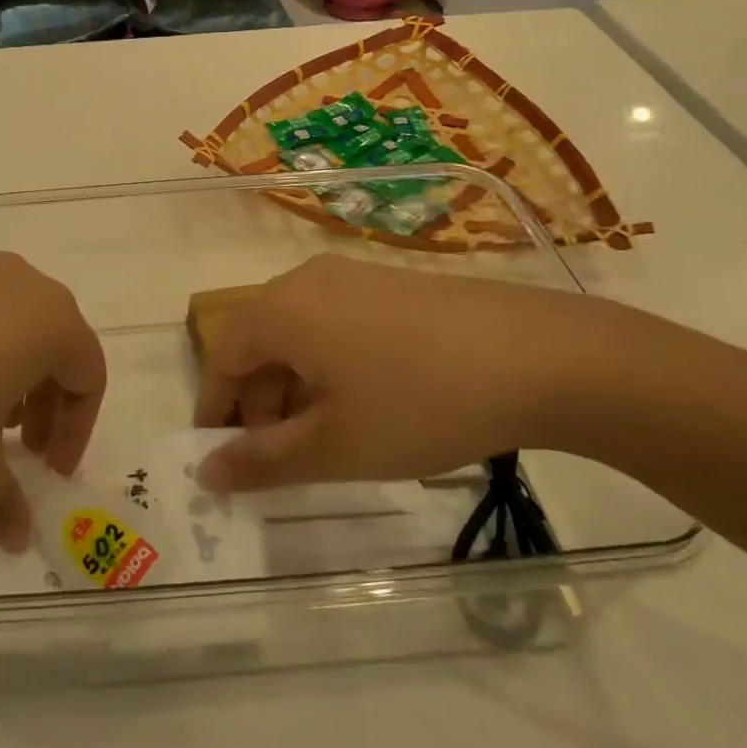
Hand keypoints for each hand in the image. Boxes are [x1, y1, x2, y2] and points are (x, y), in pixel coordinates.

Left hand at [0, 254, 104, 548]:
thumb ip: (4, 501)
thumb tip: (19, 538)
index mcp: (50, 319)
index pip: (88, 375)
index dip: (75, 430)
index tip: (48, 471)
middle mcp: (18, 283)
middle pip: (54, 345)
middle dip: (44, 404)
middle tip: (20, 452)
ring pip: (11, 328)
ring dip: (8, 380)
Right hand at [193, 255, 623, 490]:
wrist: (540, 358)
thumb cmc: (418, 404)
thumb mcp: (333, 446)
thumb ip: (261, 462)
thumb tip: (205, 472)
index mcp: (280, 310)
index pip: (222, 356)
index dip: (215, 409)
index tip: (221, 456)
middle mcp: (307, 280)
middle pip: (259, 341)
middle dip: (258, 401)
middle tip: (280, 455)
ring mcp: (354, 275)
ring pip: (299, 332)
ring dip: (295, 385)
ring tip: (327, 434)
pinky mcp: (393, 282)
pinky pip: (337, 321)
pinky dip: (331, 363)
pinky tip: (367, 400)